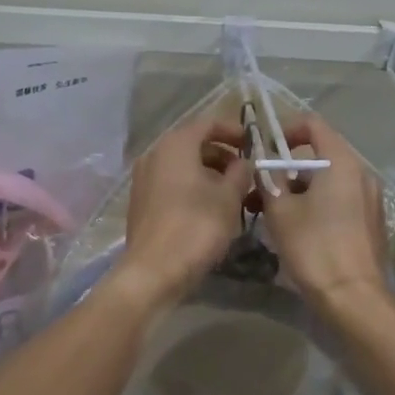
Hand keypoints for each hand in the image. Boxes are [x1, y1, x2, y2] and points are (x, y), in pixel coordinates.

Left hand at [118, 112, 253, 304]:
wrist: (154, 271)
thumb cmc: (196, 226)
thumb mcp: (229, 197)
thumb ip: (241, 172)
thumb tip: (244, 161)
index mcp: (176, 144)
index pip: (208, 123)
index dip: (233, 130)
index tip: (253, 144)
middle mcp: (155, 153)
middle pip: (194, 143)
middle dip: (222, 154)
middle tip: (245, 171)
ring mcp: (144, 177)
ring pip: (182, 164)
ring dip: (209, 171)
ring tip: (232, 192)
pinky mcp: (141, 200)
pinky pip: (171, 181)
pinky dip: (192, 185)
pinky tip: (209, 206)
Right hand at [257, 113, 387, 305]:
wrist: (354, 299)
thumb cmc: (314, 247)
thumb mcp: (280, 210)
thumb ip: (270, 179)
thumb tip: (265, 166)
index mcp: (342, 162)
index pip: (313, 125)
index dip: (286, 130)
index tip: (265, 149)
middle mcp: (361, 174)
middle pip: (319, 157)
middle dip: (286, 170)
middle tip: (260, 190)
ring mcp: (370, 199)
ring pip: (328, 182)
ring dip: (298, 191)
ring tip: (270, 215)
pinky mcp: (371, 222)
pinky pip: (340, 201)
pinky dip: (316, 205)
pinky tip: (297, 230)